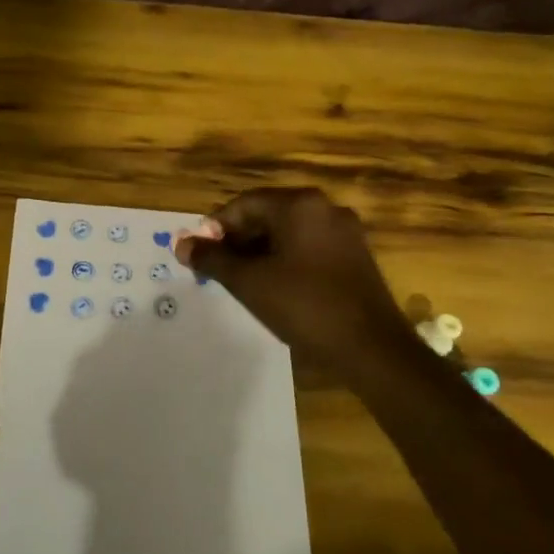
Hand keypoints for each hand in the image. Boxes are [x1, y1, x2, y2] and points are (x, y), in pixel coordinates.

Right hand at [174, 187, 414, 370]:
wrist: (372, 349)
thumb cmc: (304, 306)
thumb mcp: (248, 282)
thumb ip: (212, 259)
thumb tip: (181, 244)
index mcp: (300, 205)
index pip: (244, 204)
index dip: (216, 228)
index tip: (201, 255)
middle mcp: (325, 208)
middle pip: (267, 215)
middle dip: (238, 240)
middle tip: (218, 269)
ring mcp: (345, 232)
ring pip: (289, 233)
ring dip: (260, 252)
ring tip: (242, 281)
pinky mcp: (355, 256)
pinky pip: (309, 247)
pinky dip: (286, 260)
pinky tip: (275, 287)